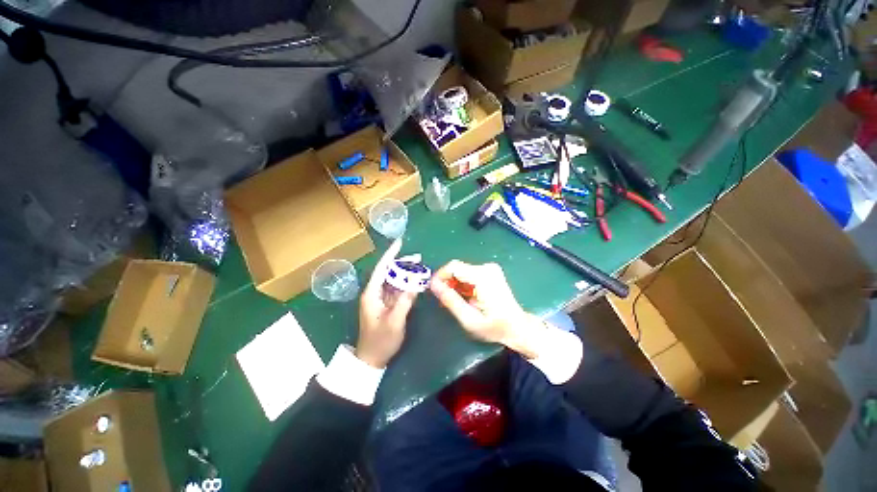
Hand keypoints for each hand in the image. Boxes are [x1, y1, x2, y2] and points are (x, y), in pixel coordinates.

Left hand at [356, 239, 418, 368]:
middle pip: (389, 272)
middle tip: (418, 258)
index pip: (381, 268)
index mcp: (372, 294)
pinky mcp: (386, 304)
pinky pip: (397, 290)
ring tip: (419, 267)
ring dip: (406, 274)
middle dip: (402, 263)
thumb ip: (404, 302)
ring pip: (394, 280)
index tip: (400, 242)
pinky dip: (406, 285)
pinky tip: (415, 282)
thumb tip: (414, 284)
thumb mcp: (394, 322)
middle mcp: (375, 293)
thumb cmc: (380, 341)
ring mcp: (381, 299)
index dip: (390, 255)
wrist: (372, 359)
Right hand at [430, 261, 544, 358]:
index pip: (453, 267)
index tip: (433, 289)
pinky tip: (463, 297)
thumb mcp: (469, 319)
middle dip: (446, 282)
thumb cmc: (494, 327)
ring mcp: (490, 269)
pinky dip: (462, 284)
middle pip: (457, 268)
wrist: (517, 327)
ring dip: (454, 284)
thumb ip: (450, 301)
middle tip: (443, 299)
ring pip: (461, 271)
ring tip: (453, 301)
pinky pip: (468, 274)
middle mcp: (487, 268)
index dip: (439, 276)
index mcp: (483, 277)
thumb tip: (433, 285)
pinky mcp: (490, 272)